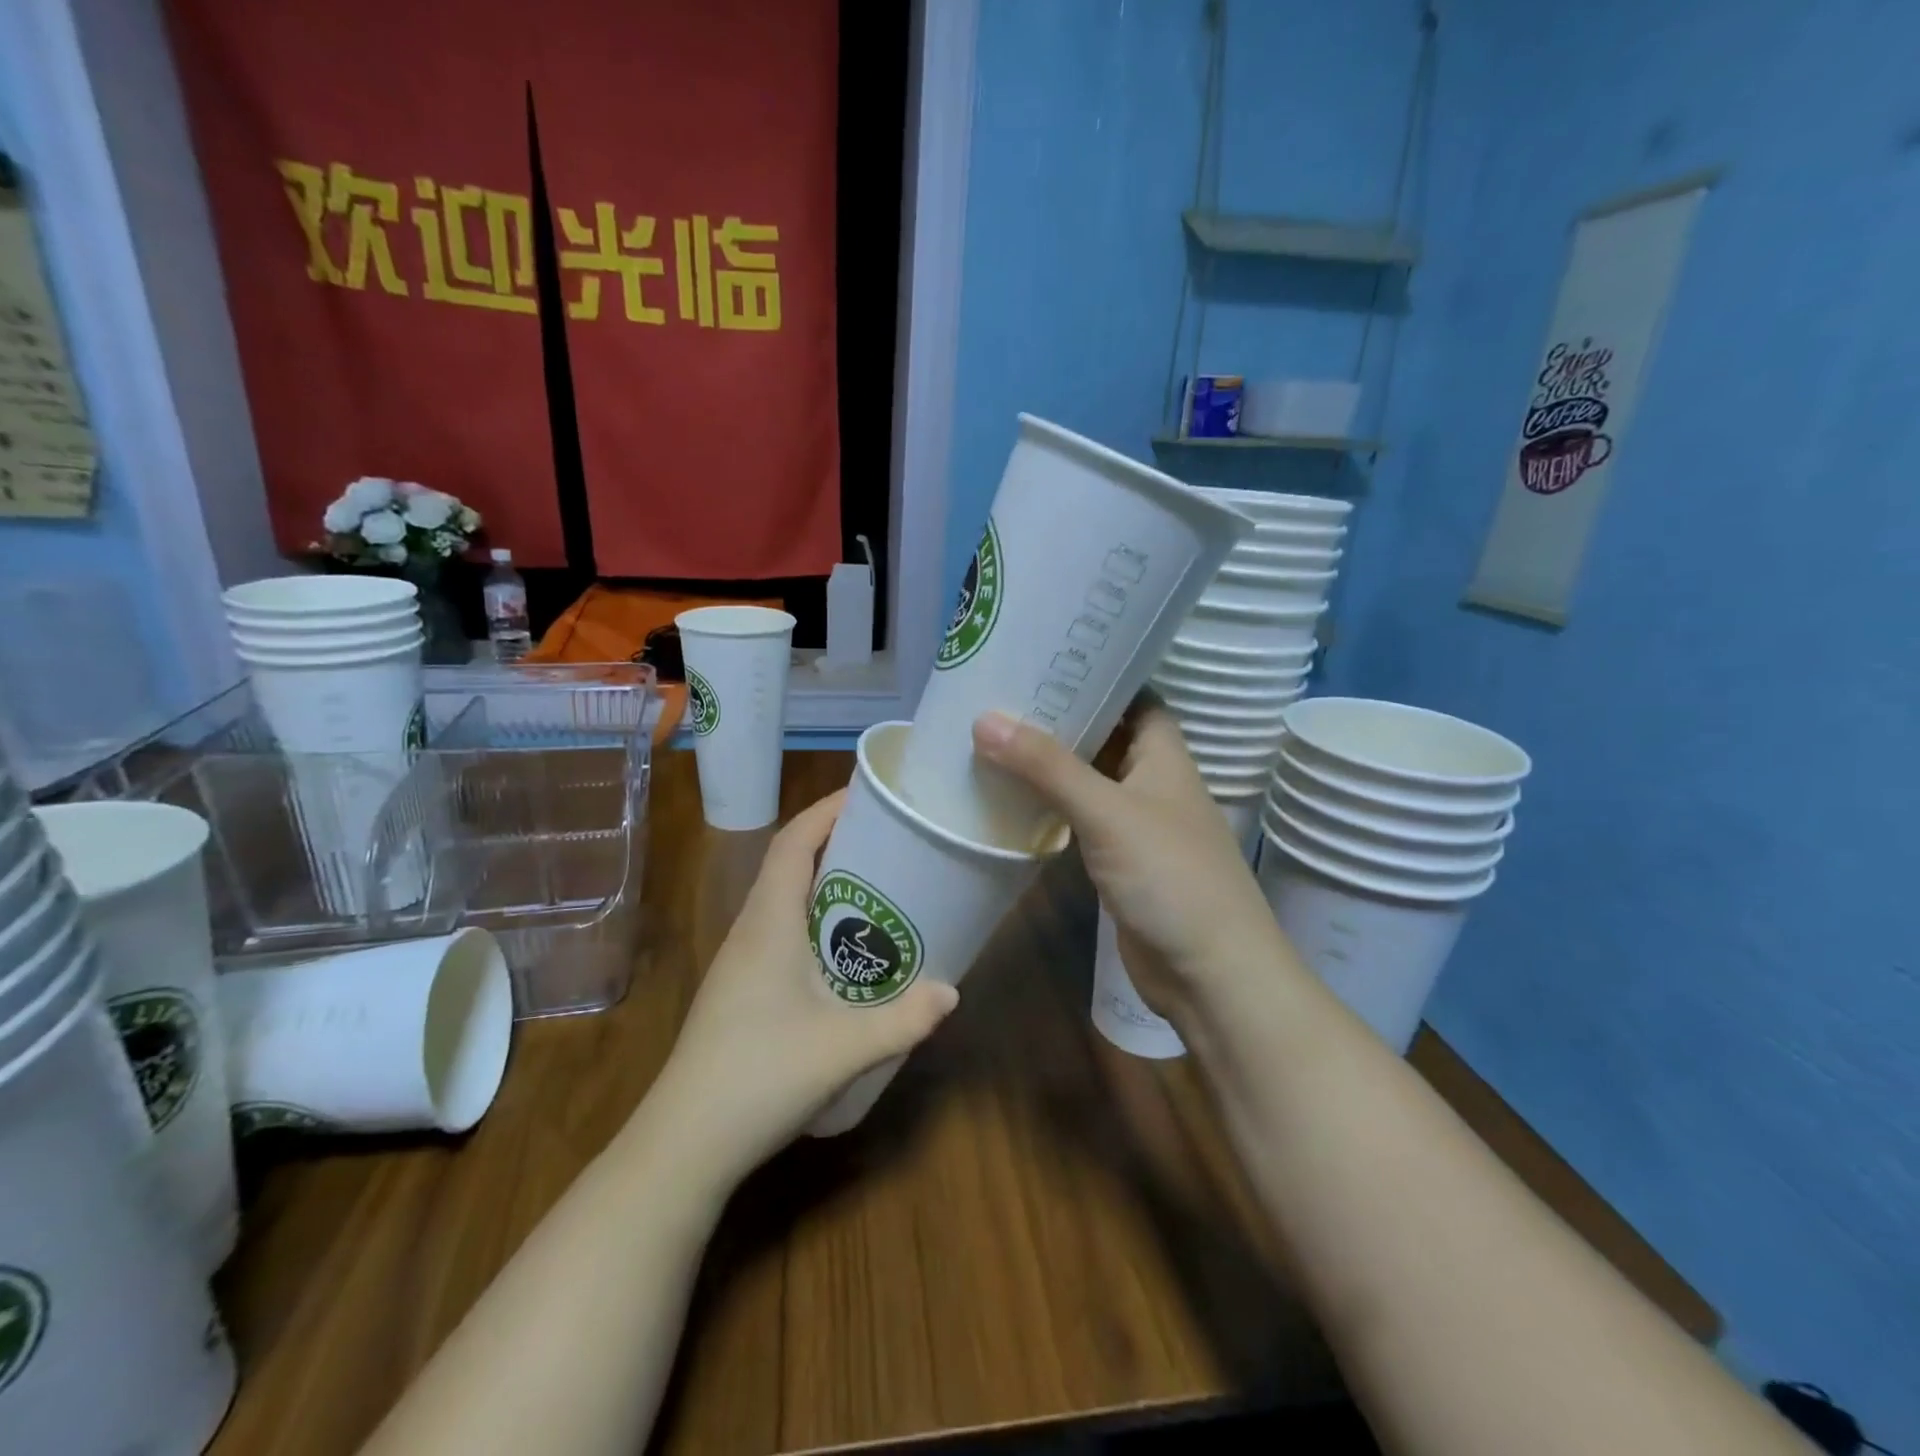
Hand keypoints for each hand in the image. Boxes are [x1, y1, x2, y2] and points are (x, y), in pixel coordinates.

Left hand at [648, 791, 958, 1179]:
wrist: (684, 1145)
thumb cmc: (759, 1076)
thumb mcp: (843, 1047)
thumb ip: (903, 1019)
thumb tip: (953, 993)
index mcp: (768, 922)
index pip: (792, 842)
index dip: (826, 809)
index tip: (867, 793)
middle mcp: (751, 930)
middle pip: (789, 863)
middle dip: (836, 841)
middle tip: (889, 839)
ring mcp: (741, 962)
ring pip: (785, 899)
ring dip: (826, 882)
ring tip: (878, 886)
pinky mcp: (742, 990)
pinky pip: (782, 931)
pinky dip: (816, 920)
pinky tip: (847, 951)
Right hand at [972, 704, 1285, 1022]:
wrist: (1210, 974)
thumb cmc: (1171, 878)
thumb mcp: (1108, 813)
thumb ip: (1048, 767)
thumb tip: (984, 719)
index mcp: (1165, 756)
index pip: (1135, 697)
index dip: (1098, 676)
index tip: (1045, 660)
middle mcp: (1153, 783)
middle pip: (1107, 736)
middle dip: (1062, 718)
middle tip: (1002, 696)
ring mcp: (1137, 825)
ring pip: (1090, 780)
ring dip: (1052, 764)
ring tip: (995, 737)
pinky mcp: (1120, 862)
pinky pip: (1082, 820)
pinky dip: (1052, 807)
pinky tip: (1013, 798)